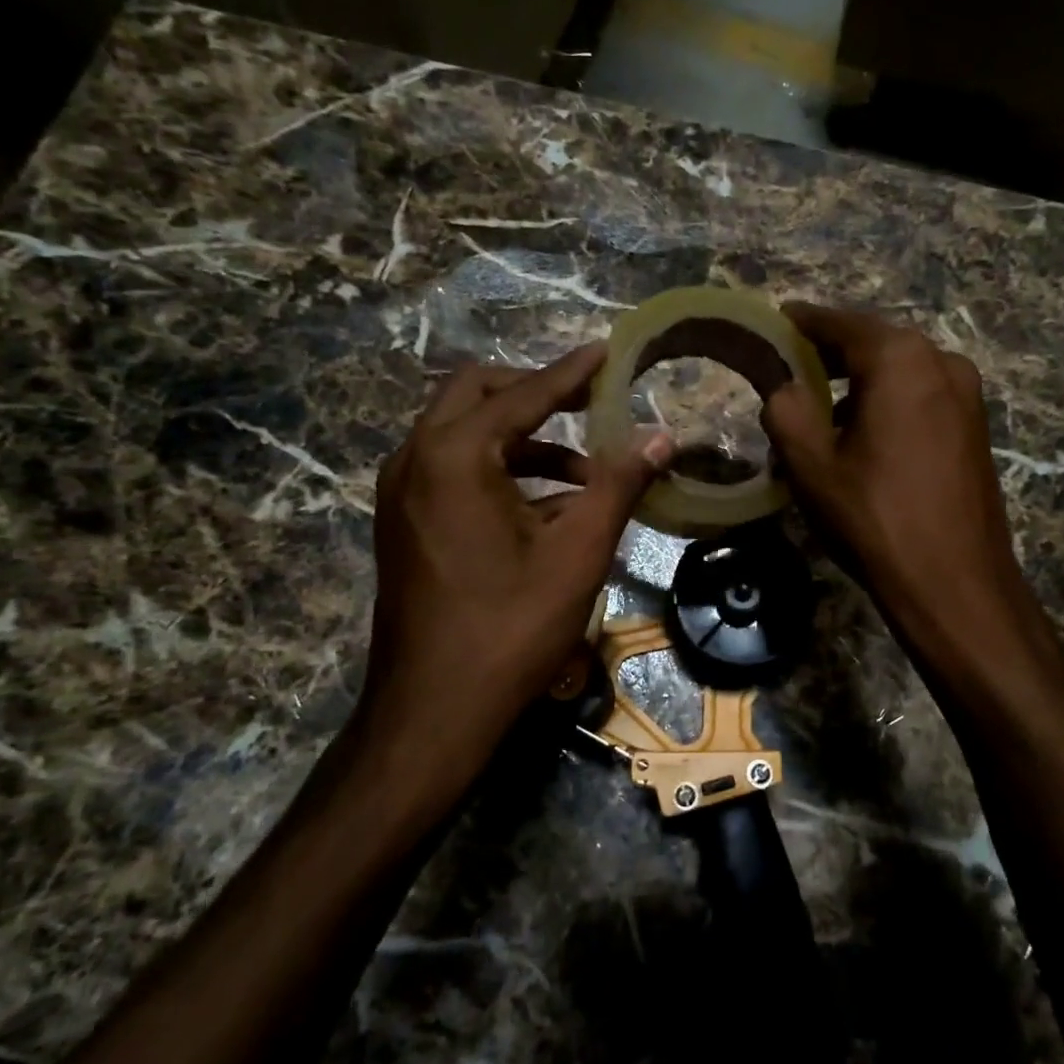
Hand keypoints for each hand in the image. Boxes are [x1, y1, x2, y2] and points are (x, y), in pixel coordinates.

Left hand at [357, 345, 672, 799]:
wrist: (433, 711)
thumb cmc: (510, 627)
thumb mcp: (579, 551)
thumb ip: (621, 483)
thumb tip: (663, 436)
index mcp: (454, 454)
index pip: (523, 393)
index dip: (570, 372)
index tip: (607, 351)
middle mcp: (415, 458)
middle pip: (476, 394)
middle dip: (534, 393)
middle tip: (588, 403)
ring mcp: (400, 492)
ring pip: (462, 434)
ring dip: (522, 439)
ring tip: (584, 473)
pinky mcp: (402, 522)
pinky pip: (451, 470)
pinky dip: (499, 471)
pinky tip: (546, 508)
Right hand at [762, 304, 1039, 663]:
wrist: (955, 583)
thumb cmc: (875, 518)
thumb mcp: (811, 465)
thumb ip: (786, 410)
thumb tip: (785, 388)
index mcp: (900, 360)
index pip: (841, 323)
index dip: (803, 322)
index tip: (776, 320)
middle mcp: (942, 362)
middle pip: (874, 343)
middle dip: (831, 353)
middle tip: (790, 369)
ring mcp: (967, 394)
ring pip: (900, 371)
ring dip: (859, 381)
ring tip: (821, 409)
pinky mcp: (976, 426)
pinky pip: (921, 396)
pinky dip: (888, 401)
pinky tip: (864, 434)